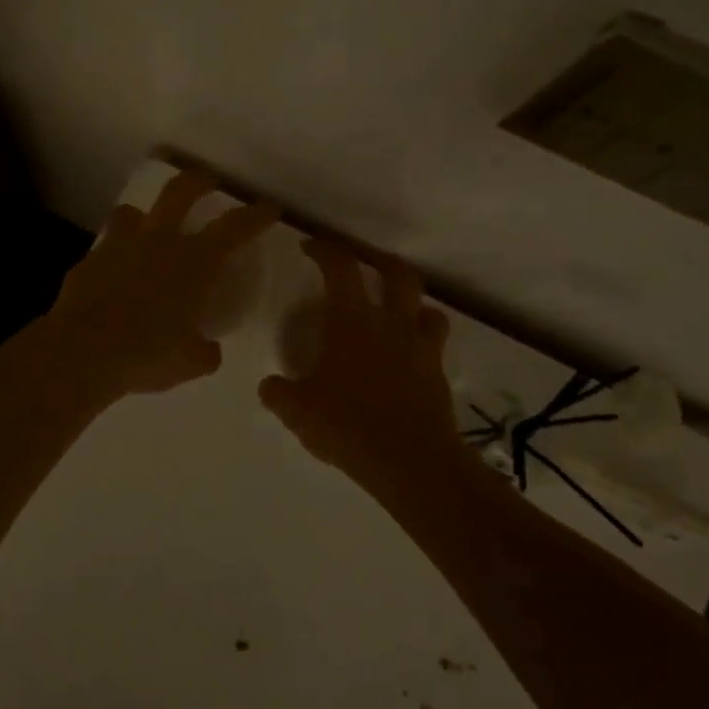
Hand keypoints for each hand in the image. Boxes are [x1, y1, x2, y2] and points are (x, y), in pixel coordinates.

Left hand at [46, 170, 277, 395]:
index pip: (234, 228)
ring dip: (143, 215)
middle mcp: (159, 242)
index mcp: (195, 262)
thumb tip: (208, 350)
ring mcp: (119, 246)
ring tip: (146, 227)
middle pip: (180, 191)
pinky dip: (113, 255)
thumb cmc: (147, 355)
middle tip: (206, 181)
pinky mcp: (88, 260)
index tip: (269, 209)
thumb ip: (204, 352)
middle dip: (198, 181)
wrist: (84, 351)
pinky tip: (112, 274)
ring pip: (132, 211)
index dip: (255, 215)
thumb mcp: (189, 362)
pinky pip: (105, 247)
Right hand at [258, 239, 464, 493]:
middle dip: (377, 261)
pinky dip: (421, 336)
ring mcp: (420, 346)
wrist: (410, 461)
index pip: (340, 266)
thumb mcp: (298, 411)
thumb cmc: (348, 424)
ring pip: (425, 305)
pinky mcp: (438, 373)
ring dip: (409, 300)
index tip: (309, 247)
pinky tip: (407, 353)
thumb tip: (270, 386)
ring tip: (394, 309)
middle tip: (361, 265)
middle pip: (395, 272)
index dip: (324, 250)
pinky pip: (434, 341)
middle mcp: (390, 322)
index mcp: (351, 319)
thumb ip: (279, 393)